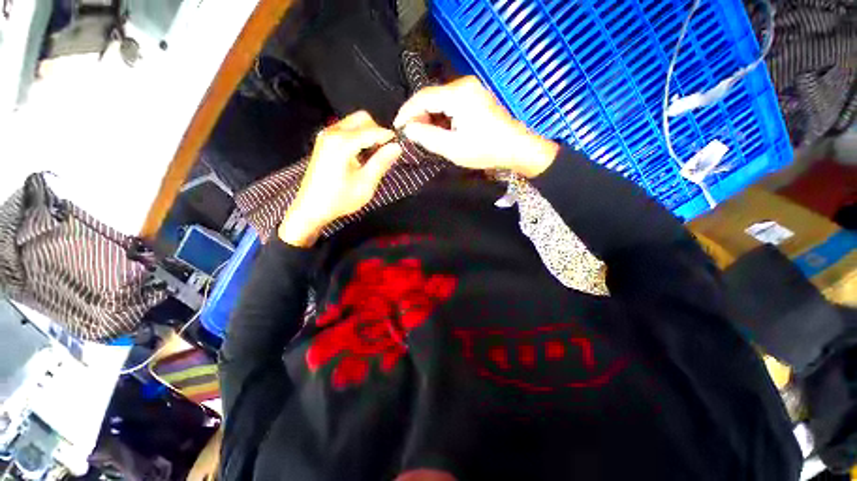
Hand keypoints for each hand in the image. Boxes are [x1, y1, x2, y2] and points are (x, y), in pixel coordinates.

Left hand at [279, 111, 401, 246]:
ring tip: (373, 157)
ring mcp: (326, 135)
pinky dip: (358, 137)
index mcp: (342, 143)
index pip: (373, 131)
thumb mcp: (366, 184)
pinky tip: (361, 156)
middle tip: (384, 153)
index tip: (400, 148)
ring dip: (368, 135)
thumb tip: (397, 147)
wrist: (311, 207)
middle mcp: (333, 132)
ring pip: (355, 123)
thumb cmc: (339, 199)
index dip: (389, 138)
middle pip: (363, 119)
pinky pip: (347, 129)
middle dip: (378, 132)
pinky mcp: (324, 141)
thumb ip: (381, 162)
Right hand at [394, 76, 558, 177]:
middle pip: (431, 97)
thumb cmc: (486, 150)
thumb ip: (427, 137)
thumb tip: (408, 129)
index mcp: (458, 95)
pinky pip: (451, 103)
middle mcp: (464, 85)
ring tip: (424, 135)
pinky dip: (441, 116)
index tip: (397, 128)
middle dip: (418, 116)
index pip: (423, 97)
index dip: (407, 112)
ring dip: (430, 117)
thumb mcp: (453, 148)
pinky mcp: (476, 97)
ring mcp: (472, 89)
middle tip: (412, 136)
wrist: (516, 148)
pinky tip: (439, 130)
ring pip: (440, 100)